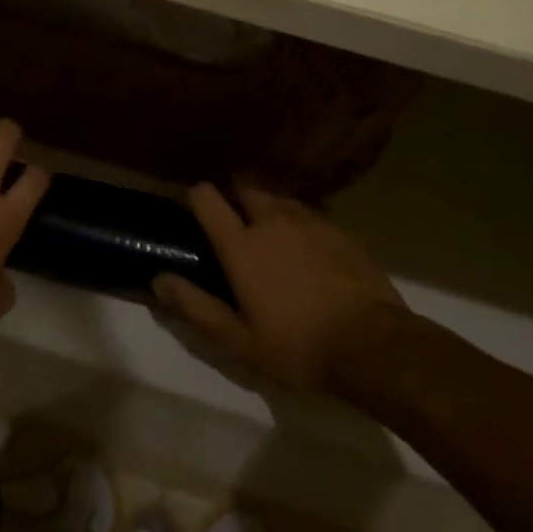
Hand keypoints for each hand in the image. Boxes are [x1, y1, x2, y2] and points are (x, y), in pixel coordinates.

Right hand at [153, 183, 405, 390]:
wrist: (374, 345)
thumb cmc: (298, 347)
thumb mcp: (239, 340)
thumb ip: (195, 306)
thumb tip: (158, 279)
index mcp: (241, 244)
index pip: (206, 196)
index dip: (195, 197)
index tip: (193, 212)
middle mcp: (272, 219)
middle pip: (244, 184)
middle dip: (233, 194)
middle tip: (233, 223)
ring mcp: (310, 219)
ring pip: (278, 196)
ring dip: (267, 206)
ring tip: (270, 234)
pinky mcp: (340, 228)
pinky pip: (309, 212)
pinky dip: (299, 221)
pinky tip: (307, 249)